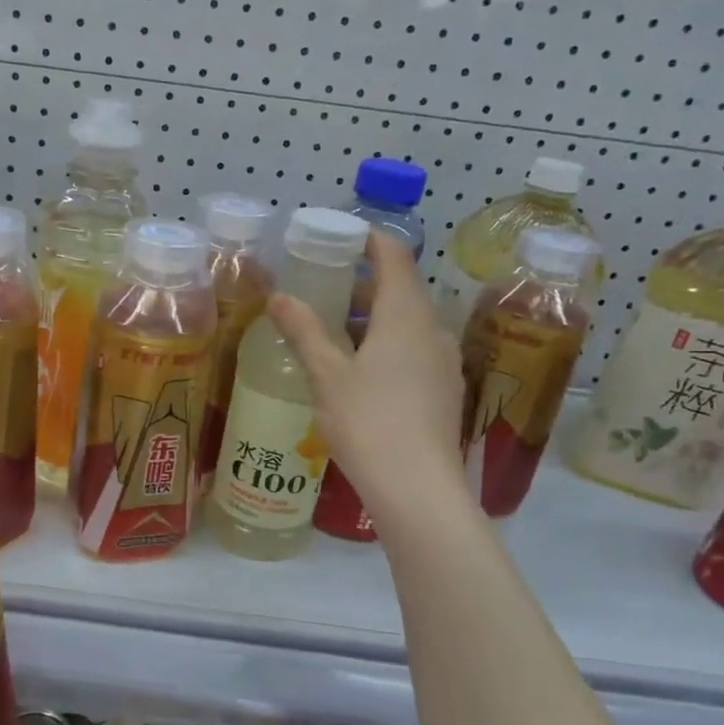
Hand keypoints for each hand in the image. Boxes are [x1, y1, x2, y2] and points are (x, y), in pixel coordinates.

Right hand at [269, 230, 466, 521]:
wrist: (417, 488)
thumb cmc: (368, 422)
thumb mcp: (327, 374)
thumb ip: (304, 331)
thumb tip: (278, 297)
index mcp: (406, 315)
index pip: (394, 257)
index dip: (370, 240)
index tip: (341, 236)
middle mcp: (434, 330)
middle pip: (402, 290)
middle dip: (363, 284)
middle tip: (323, 289)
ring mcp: (445, 362)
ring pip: (409, 323)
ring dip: (374, 318)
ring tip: (334, 332)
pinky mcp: (445, 391)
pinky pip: (415, 350)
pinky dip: (387, 345)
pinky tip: (360, 371)